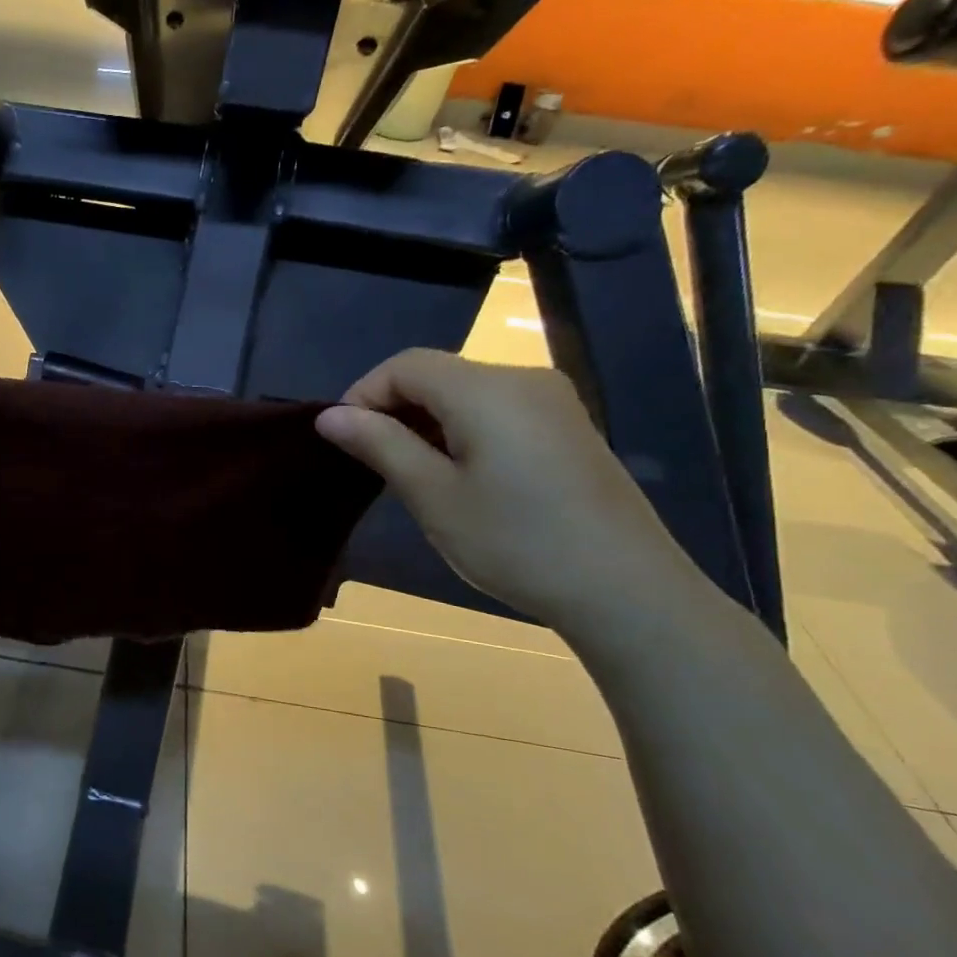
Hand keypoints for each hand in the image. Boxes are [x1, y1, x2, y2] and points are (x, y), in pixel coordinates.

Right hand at [315, 349, 702, 632]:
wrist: (627, 591)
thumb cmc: (516, 542)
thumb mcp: (433, 496)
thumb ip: (380, 445)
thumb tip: (329, 416)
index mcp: (487, 389)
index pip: (405, 365)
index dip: (363, 394)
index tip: (344, 442)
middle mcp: (522, 380)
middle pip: (436, 373)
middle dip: (392, 408)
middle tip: (370, 462)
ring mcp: (552, 402)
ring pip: (465, 392)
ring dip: (425, 421)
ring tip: (409, 474)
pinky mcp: (568, 427)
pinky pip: (496, 409)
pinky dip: (460, 429)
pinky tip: (458, 474)